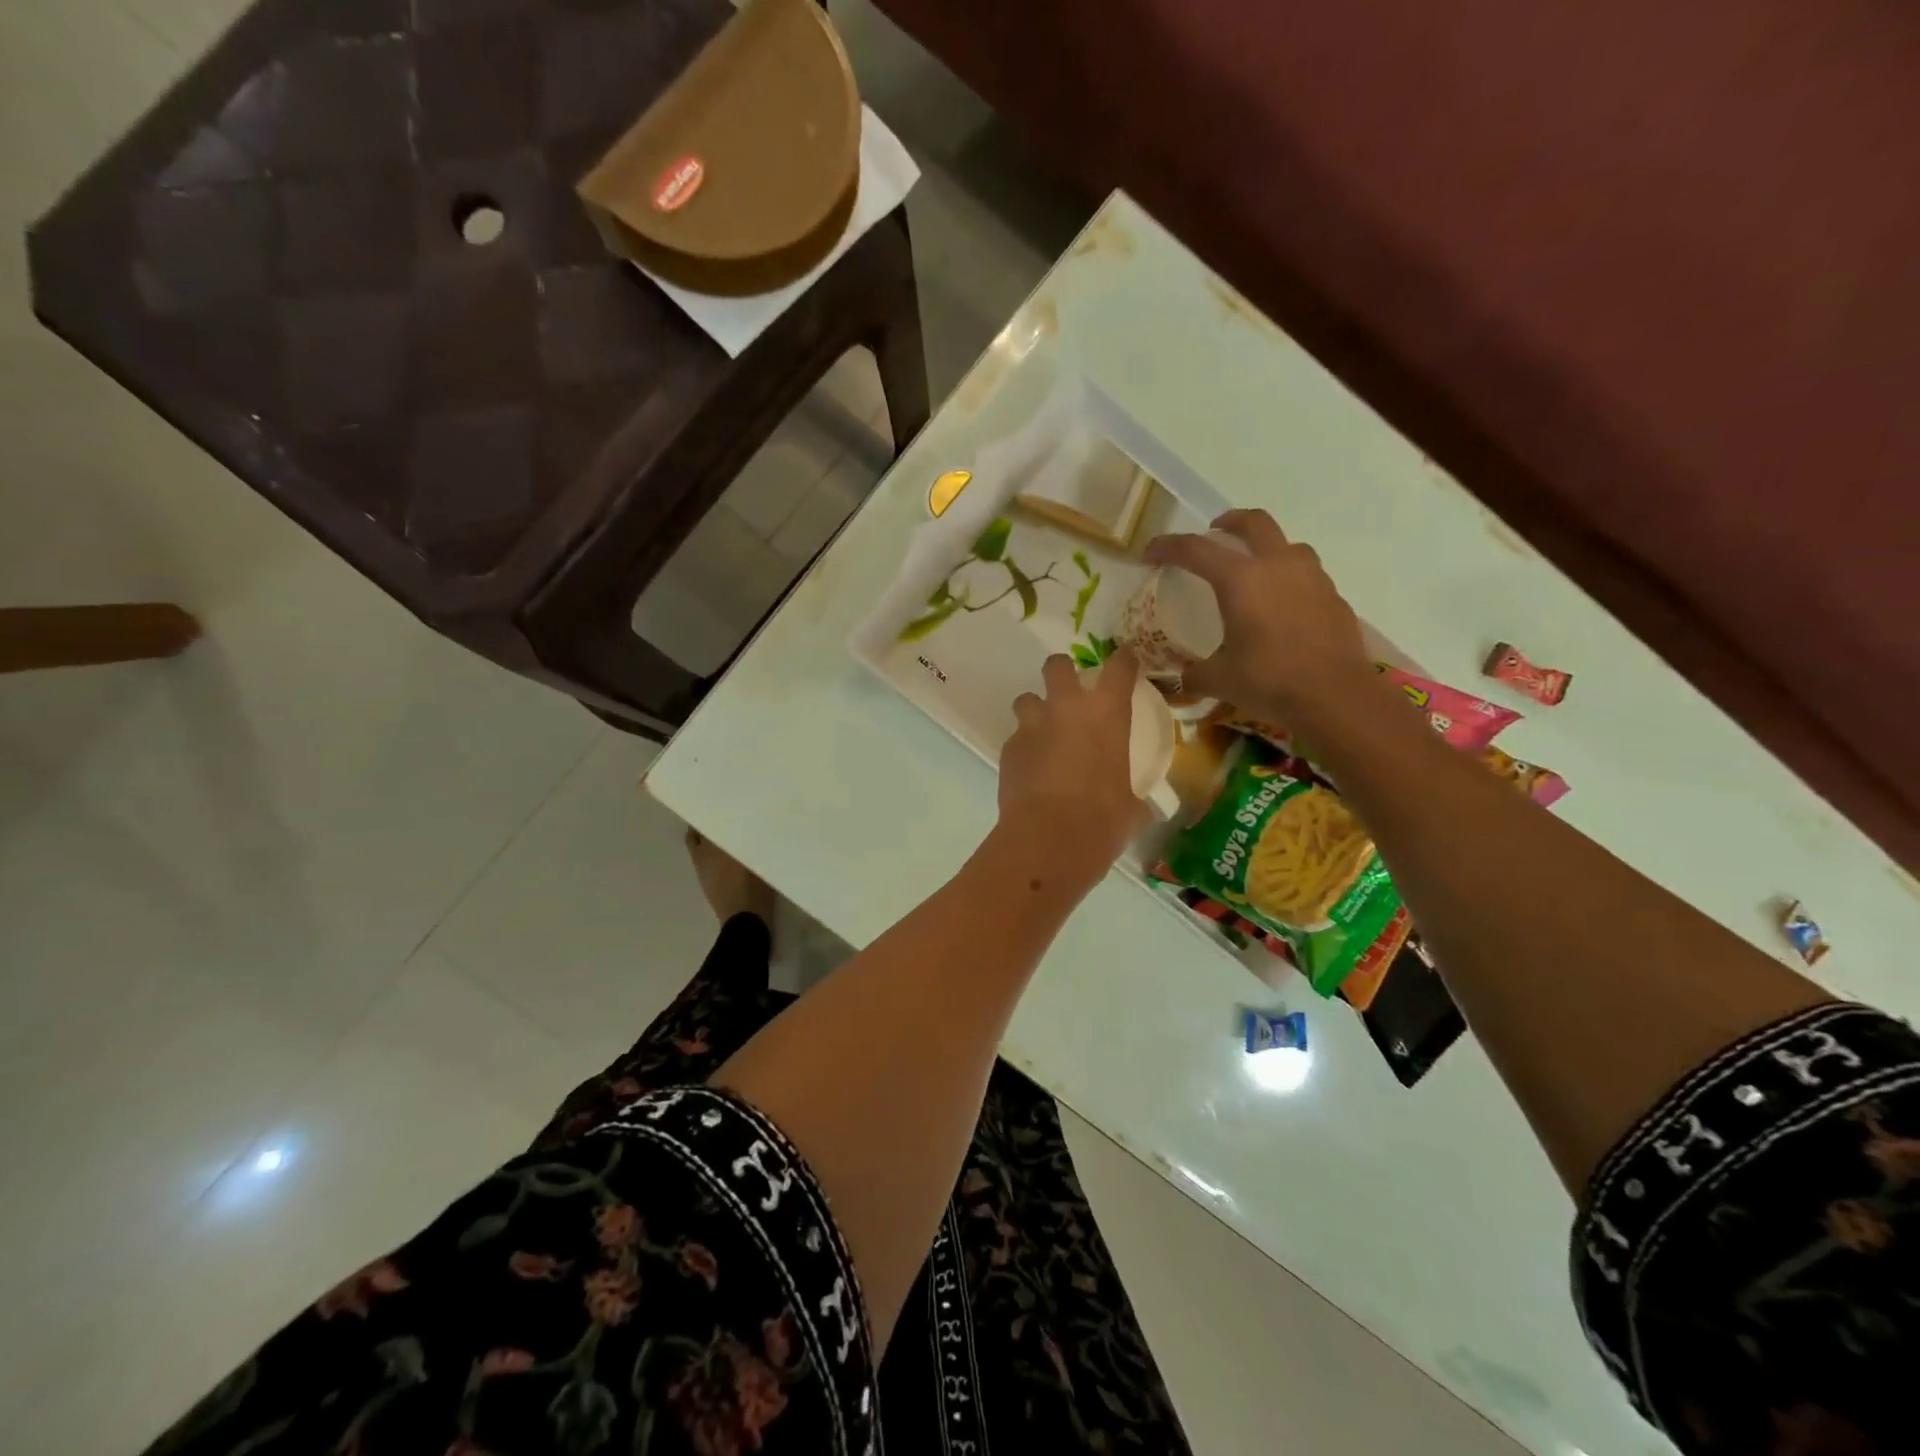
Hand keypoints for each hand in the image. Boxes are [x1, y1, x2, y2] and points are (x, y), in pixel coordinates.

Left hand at [998, 648, 1148, 890]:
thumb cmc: (1103, 820)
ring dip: (1035, 710)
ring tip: (1043, 732)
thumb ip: (1134, 797)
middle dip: (1062, 671)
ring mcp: (1033, 726)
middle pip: (1057, 666)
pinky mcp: (1008, 749)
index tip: (1126, 659)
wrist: (1049, 837)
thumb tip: (1140, 809)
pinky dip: (1024, 747)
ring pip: (1026, 699)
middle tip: (1069, 690)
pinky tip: (1031, 768)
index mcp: (1107, 714)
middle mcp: (1067, 708)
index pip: (1119, 667)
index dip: (1124, 659)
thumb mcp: (1131, 807)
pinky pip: (1016, 737)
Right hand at [1143, 509, 1373, 724]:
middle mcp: (1277, 566)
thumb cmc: (1269, 681)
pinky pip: (1307, 574)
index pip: (1195, 549)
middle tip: (1214, 533)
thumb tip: (1181, 681)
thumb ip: (1194, 674)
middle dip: (1229, 522)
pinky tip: (1283, 606)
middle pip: (1253, 523)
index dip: (1167, 547)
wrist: (1336, 696)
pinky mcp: (1333, 596)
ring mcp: (1311, 578)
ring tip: (1254, 570)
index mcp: (1240, 579)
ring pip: (1287, 544)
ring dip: (1266, 548)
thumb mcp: (1219, 680)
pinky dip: (1289, 579)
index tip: (1150, 555)